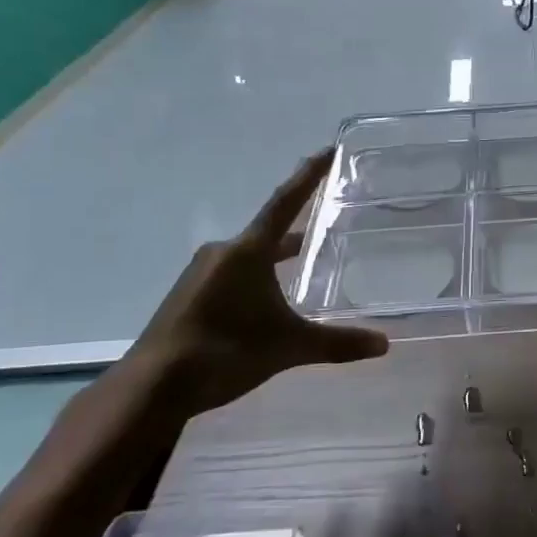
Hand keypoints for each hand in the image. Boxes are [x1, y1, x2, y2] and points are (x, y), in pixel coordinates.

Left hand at [127, 149, 387, 417]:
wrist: (152, 387)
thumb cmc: (225, 352)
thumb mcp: (288, 347)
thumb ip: (337, 343)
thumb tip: (384, 344)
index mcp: (248, 251)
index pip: (286, 203)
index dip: (309, 175)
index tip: (328, 150)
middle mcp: (223, 253)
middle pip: (269, 232)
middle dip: (299, 233)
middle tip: (327, 228)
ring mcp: (201, 274)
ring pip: (250, 256)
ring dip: (276, 259)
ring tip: (302, 269)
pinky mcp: (188, 296)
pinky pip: (232, 274)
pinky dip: (256, 278)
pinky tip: (267, 303)